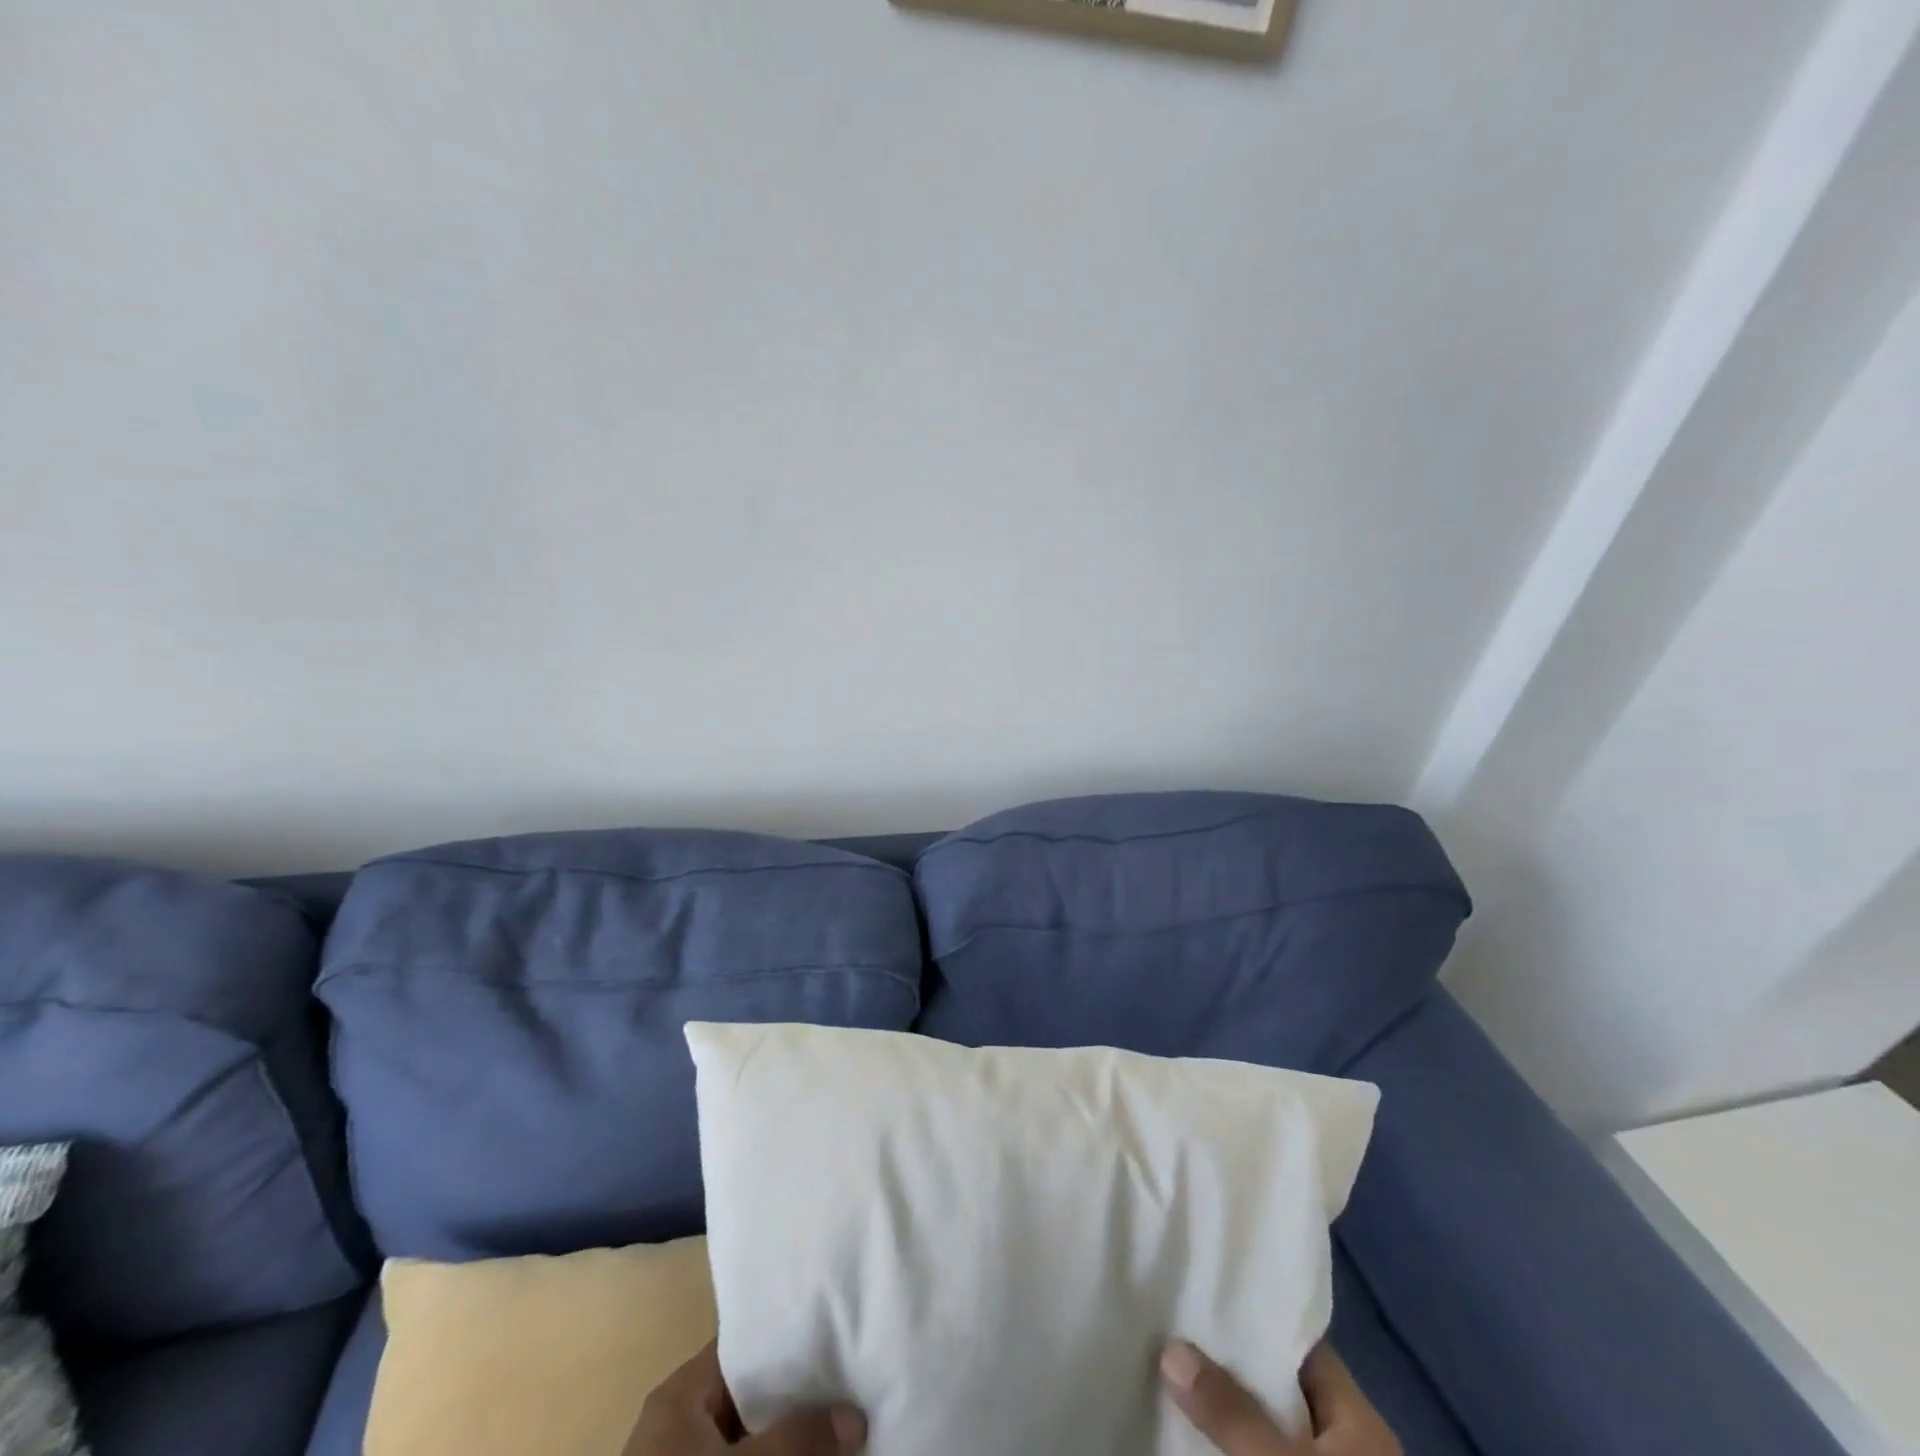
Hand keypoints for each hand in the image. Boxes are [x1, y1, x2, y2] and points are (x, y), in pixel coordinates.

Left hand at [624, 1341, 866, 1455]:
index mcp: (680, 1394)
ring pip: (748, 1437)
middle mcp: (679, 1423)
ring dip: (788, 1439)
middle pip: (750, 1393)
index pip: (744, 1344)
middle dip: (796, 1395)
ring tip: (840, 1424)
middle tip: (847, 1383)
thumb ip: (800, 1439)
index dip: (789, 1337)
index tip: (835, 1332)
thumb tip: (856, 1416)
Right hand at [1161, 1340, 1401, 1455]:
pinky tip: (1190, 1441)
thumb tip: (1171, 1348)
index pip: (1301, 1347)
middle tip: (1172, 1335)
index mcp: (1359, 1421)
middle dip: (1229, 1368)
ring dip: (1226, 1417)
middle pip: (1280, 1390)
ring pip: (1267, 1432)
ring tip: (1171, 1380)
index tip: (1203, 1292)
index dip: (1254, 1318)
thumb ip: (1230, 1411)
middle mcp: (1348, 1446)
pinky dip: (1231, 1452)